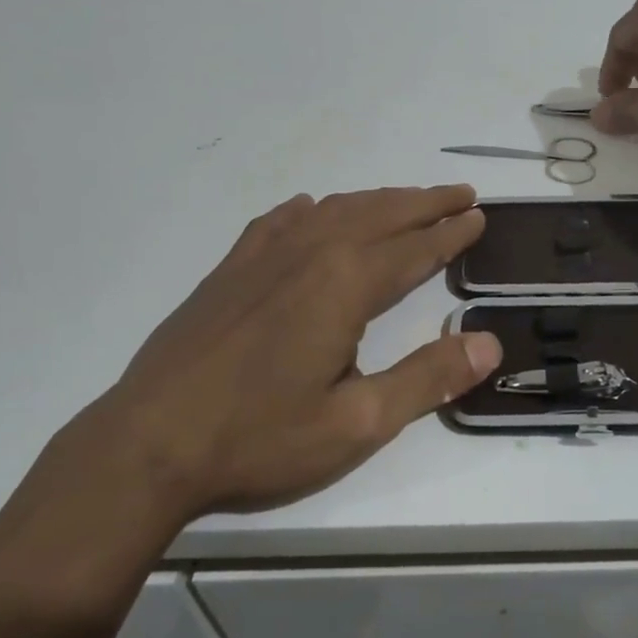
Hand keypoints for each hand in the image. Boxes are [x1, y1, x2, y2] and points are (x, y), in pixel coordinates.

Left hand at [97, 186, 500, 514]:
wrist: (147, 444)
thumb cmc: (260, 438)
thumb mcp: (358, 424)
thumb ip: (427, 379)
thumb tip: (490, 343)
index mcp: (344, 284)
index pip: (414, 249)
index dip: (451, 233)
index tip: (479, 215)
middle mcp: (308, 253)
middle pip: (380, 215)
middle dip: (425, 203)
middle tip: (461, 193)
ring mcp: (262, 257)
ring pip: (333, 211)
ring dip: (377, 201)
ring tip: (406, 200)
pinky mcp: (228, 270)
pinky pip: (277, 222)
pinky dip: (309, 211)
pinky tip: (312, 212)